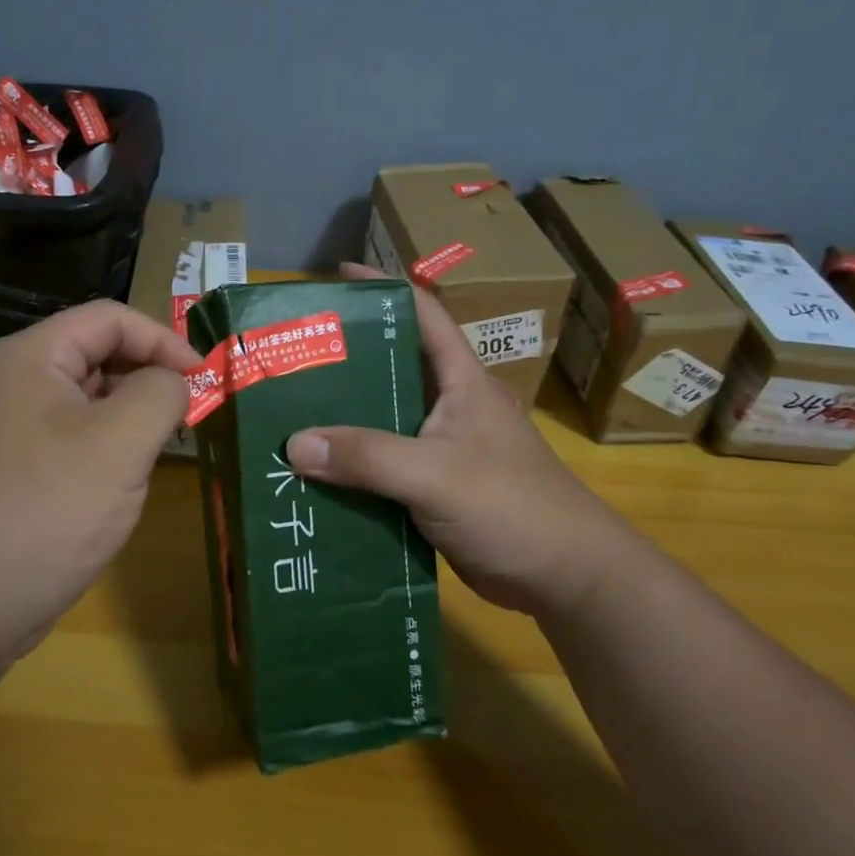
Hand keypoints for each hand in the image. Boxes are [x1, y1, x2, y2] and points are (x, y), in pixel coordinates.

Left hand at [0, 301, 200, 667]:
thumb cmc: (46, 511)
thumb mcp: (122, 441)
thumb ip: (161, 392)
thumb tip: (172, 382)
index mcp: (30, 357)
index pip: (109, 318)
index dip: (164, 339)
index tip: (206, 379)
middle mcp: (11, 382)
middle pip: (95, 354)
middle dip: (148, 377)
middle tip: (190, 415)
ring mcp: (5, 429)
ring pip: (85, 400)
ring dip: (130, 415)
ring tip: (163, 448)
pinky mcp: (8, 471)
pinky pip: (69, 438)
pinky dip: (106, 447)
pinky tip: (123, 482)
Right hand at [285, 264, 652, 617]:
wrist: (567, 577)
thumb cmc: (512, 507)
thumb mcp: (435, 474)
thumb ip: (366, 457)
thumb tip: (293, 444)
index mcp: (462, 381)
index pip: (422, 315)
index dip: (383, 289)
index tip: (334, 278)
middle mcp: (451, 405)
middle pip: (393, 366)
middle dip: (346, 357)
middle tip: (291, 355)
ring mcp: (444, 448)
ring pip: (384, 419)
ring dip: (343, 417)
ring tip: (287, 409)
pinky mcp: (436, 487)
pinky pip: (384, 465)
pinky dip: (352, 465)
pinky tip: (314, 471)